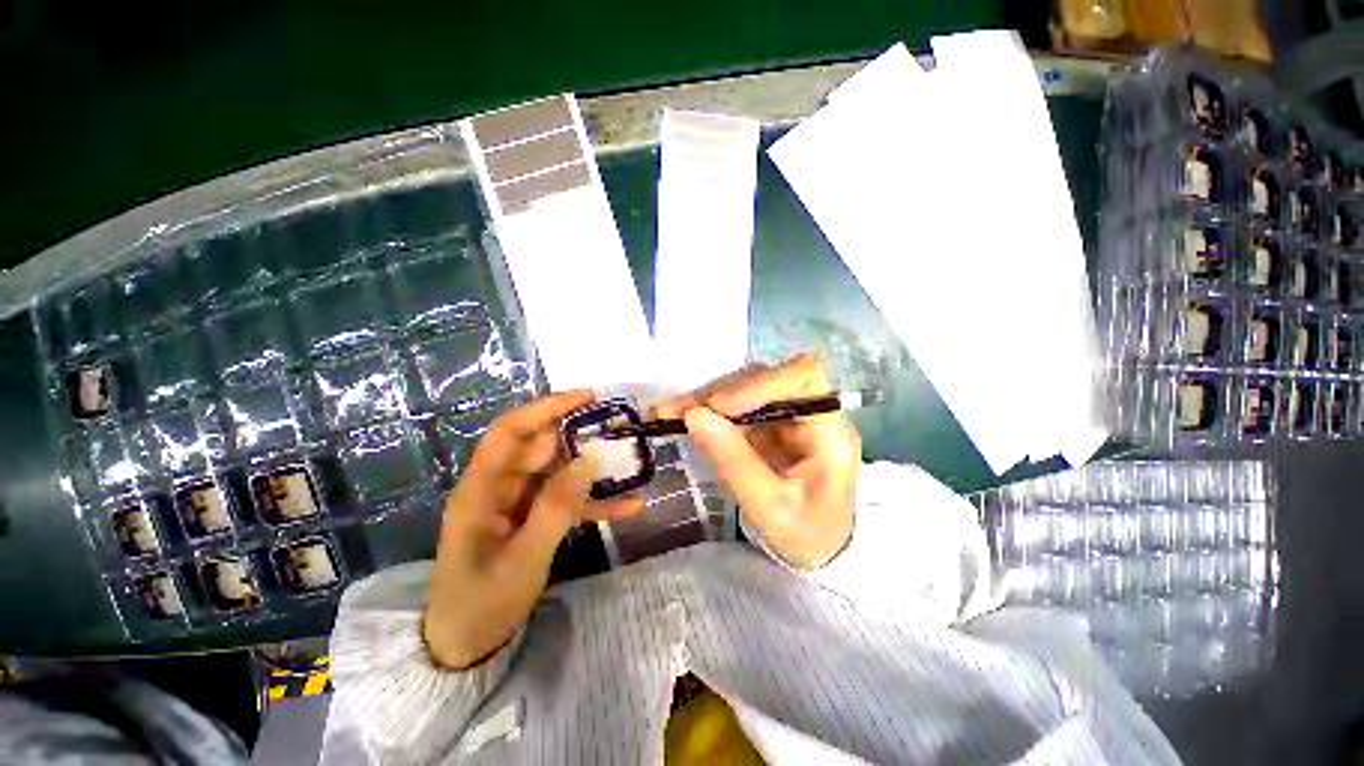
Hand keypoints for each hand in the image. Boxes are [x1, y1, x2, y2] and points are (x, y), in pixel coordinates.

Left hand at [423, 391, 641, 668]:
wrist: (465, 646)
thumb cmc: (482, 604)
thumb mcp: (523, 560)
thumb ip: (556, 508)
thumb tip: (589, 460)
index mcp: (482, 490)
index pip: (511, 431)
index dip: (546, 408)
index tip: (587, 397)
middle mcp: (501, 487)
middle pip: (542, 447)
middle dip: (581, 435)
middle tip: (621, 431)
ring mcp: (520, 503)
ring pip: (560, 471)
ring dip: (594, 468)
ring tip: (631, 462)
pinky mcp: (535, 518)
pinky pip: (568, 501)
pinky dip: (595, 502)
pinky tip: (629, 506)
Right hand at [655, 354, 860, 568]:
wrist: (817, 547)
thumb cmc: (806, 534)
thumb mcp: (771, 509)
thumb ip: (735, 463)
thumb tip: (694, 416)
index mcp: (829, 431)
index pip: (805, 377)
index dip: (761, 382)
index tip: (720, 405)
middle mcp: (810, 412)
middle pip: (766, 379)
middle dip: (718, 393)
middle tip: (675, 411)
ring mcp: (787, 415)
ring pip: (745, 387)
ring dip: (706, 398)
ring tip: (669, 413)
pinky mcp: (768, 423)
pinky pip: (735, 405)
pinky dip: (707, 410)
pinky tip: (680, 416)